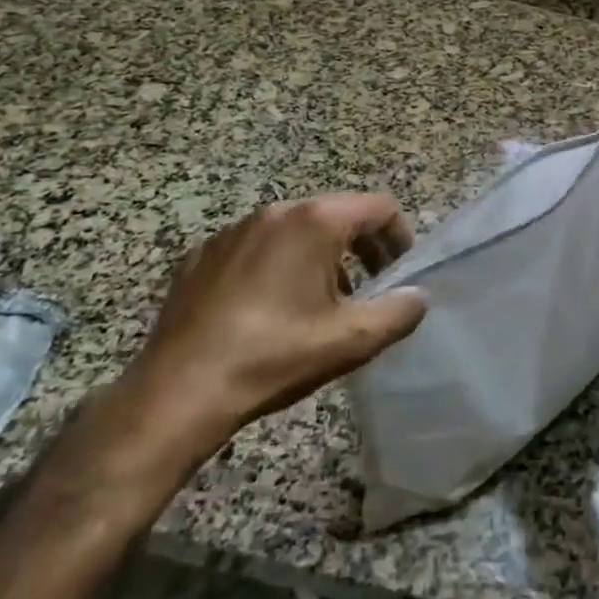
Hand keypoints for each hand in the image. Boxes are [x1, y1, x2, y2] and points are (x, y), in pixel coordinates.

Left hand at [58, 194, 429, 505]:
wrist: (179, 392)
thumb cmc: (275, 357)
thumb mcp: (352, 340)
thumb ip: (399, 312)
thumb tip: (419, 297)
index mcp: (314, 223)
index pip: (378, 207)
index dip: (399, 236)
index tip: (400, 273)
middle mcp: (273, 213)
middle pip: (336, 214)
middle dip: (361, 248)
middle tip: (368, 290)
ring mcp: (231, 232)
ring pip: (293, 231)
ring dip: (319, 258)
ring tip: (319, 304)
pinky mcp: (200, 256)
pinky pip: (254, 248)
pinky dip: (275, 267)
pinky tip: (268, 311)